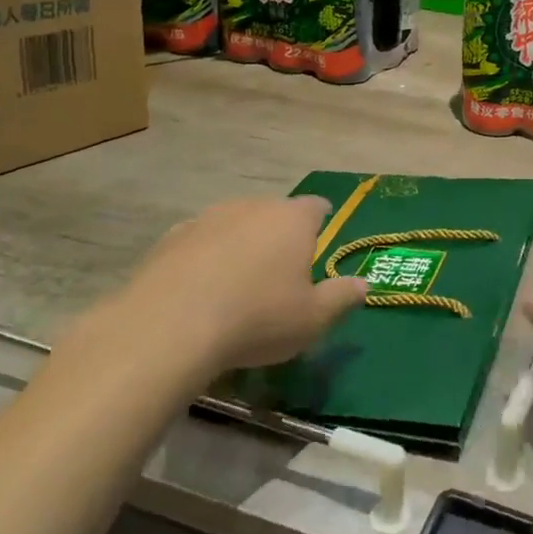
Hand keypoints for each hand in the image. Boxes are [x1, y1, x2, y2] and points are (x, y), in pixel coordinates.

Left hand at [81, 198, 367, 391]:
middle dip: (280, 236)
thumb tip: (363, 284)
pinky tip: (200, 290)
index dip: (321, 224)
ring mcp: (208, 218)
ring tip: (237, 285)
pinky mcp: (171, 237)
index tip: (318, 247)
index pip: (316, 207)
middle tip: (280, 275)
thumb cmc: (257, 319)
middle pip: (274, 213)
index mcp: (293, 219)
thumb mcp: (313, 319)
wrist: (169, 326)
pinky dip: (205, 258)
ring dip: (241, 245)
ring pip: (235, 224)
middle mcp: (253, 207)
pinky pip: (200, 242)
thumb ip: (342, 297)